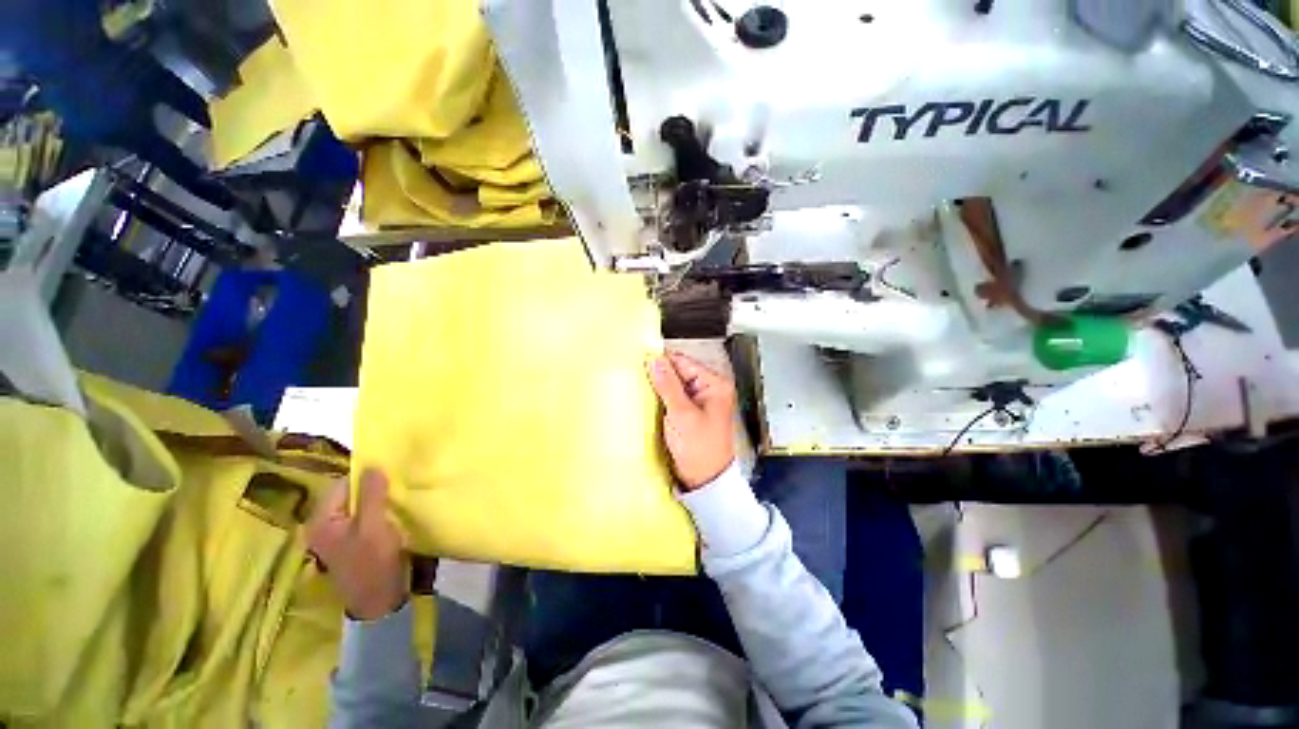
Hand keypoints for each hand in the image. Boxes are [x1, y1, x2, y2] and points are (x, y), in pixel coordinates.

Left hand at [306, 469, 408, 620]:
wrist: (379, 600)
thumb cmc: (373, 562)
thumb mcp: (374, 526)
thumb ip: (371, 495)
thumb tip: (373, 465)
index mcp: (321, 520)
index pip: (342, 485)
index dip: (366, 477)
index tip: (390, 473)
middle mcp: (322, 525)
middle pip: (348, 495)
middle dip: (372, 488)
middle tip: (396, 485)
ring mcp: (336, 535)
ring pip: (357, 505)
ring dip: (376, 500)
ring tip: (397, 497)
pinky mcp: (350, 542)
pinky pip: (362, 517)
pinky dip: (377, 511)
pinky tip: (391, 513)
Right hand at [647, 351, 736, 490]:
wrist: (705, 480)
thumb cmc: (699, 448)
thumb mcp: (682, 414)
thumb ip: (668, 385)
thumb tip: (654, 360)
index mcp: (714, 384)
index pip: (683, 362)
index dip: (662, 362)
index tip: (639, 363)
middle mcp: (709, 388)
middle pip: (679, 372)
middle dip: (659, 376)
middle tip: (637, 378)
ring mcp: (699, 401)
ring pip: (674, 385)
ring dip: (659, 388)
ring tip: (641, 390)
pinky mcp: (690, 412)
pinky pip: (673, 398)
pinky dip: (662, 399)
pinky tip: (649, 402)